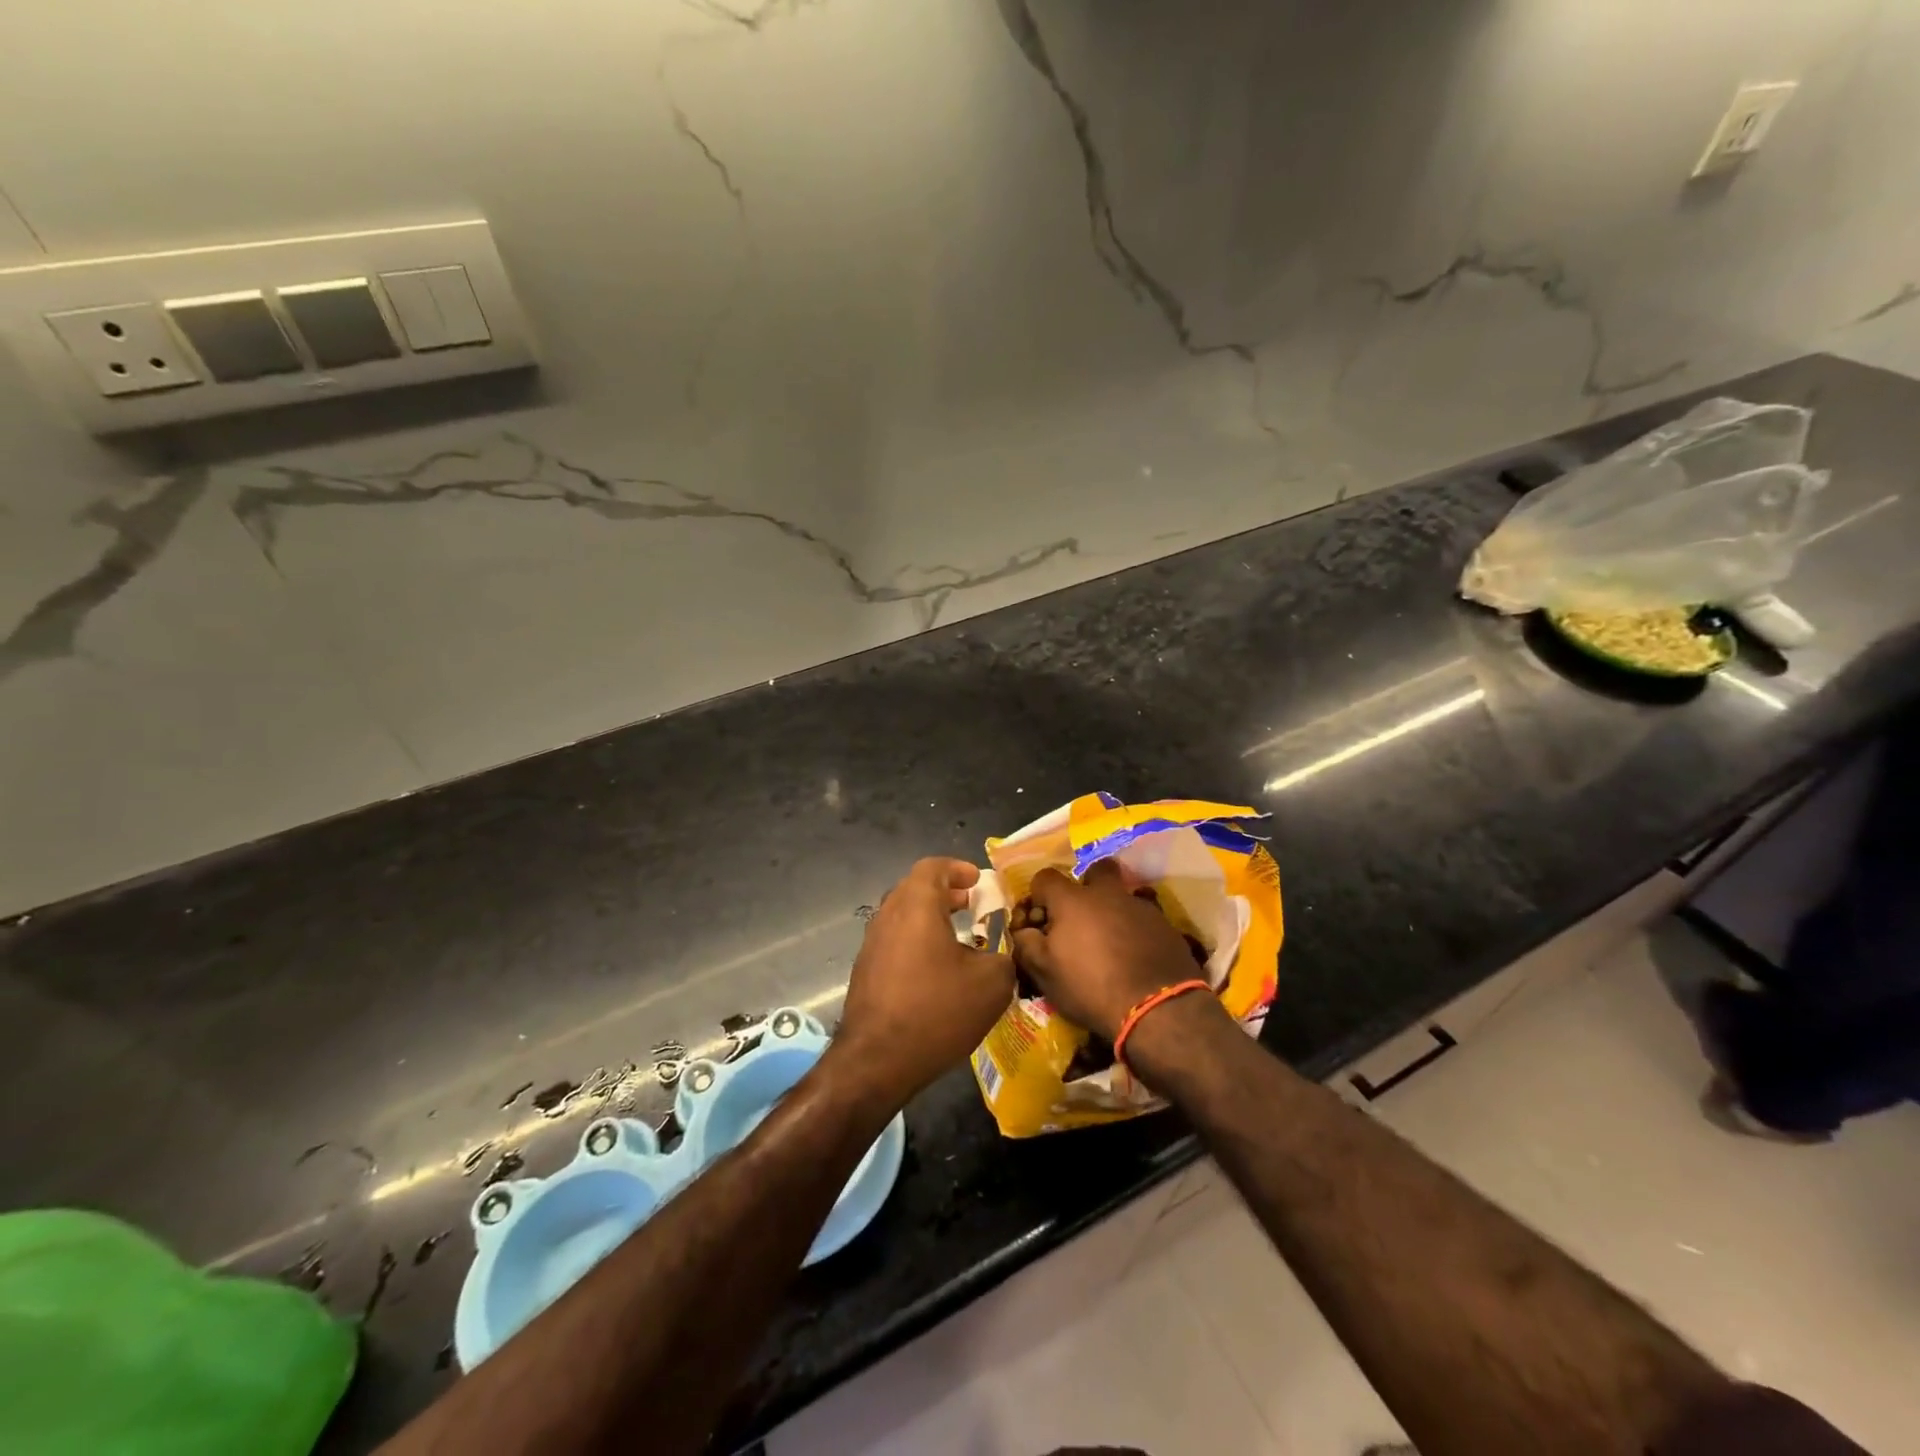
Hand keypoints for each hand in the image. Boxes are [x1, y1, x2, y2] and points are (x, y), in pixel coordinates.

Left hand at [829, 858, 1015, 1104]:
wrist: (877, 1061)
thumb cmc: (937, 1010)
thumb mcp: (992, 983)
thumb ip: (1004, 957)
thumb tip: (1000, 954)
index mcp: (916, 905)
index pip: (933, 867)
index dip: (957, 869)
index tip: (977, 881)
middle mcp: (888, 915)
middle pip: (915, 888)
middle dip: (945, 892)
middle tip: (971, 905)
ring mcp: (872, 944)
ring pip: (903, 915)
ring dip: (930, 918)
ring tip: (959, 937)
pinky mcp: (865, 971)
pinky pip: (895, 941)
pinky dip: (917, 941)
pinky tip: (936, 970)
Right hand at [1009, 860, 1199, 1039]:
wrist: (1157, 1007)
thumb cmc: (1091, 988)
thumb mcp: (1045, 973)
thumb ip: (1027, 944)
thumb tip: (1024, 930)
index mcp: (1072, 900)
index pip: (1045, 878)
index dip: (1039, 896)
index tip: (1041, 922)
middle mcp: (1107, 894)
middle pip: (1096, 870)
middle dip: (1087, 885)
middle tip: (1082, 916)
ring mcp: (1140, 906)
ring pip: (1122, 896)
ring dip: (1113, 911)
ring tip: (1111, 944)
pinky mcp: (1165, 925)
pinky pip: (1143, 918)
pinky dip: (1135, 930)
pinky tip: (1135, 956)